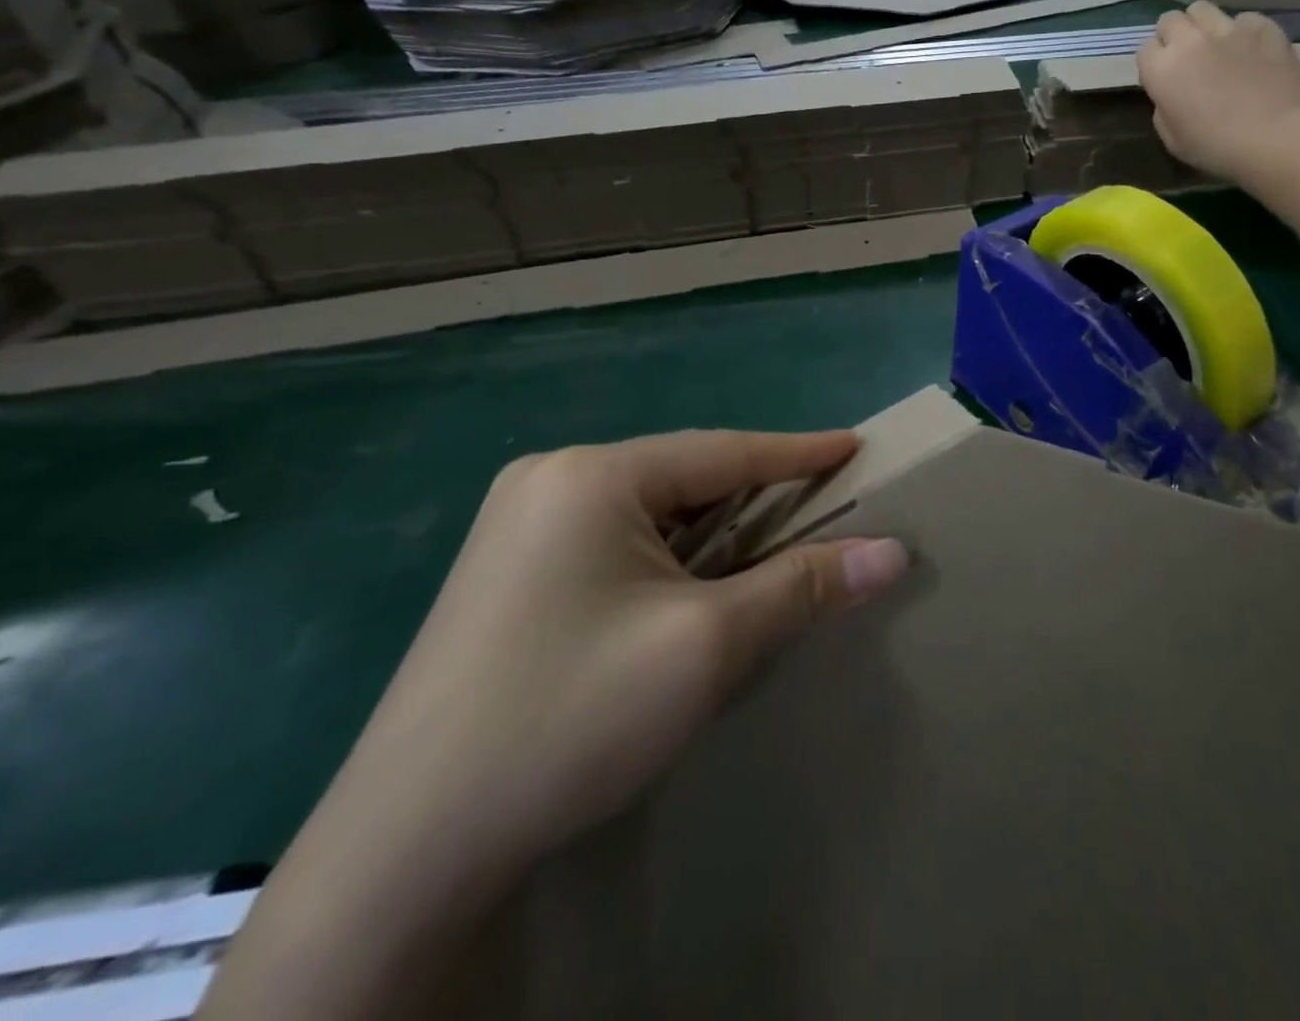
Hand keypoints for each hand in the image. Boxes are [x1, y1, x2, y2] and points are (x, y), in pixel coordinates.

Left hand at [321, 430, 907, 889]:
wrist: (407, 853)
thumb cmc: (572, 715)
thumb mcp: (708, 644)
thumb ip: (803, 586)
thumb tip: (892, 552)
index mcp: (591, 474)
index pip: (724, 450)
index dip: (798, 453)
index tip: (855, 445)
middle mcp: (550, 480)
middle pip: (684, 478)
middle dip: (756, 495)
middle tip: (823, 502)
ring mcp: (519, 526)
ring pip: (650, 512)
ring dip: (714, 530)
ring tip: (773, 541)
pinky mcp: (508, 573)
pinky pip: (616, 542)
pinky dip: (671, 557)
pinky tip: (695, 582)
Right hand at [1136, 2, 1299, 184]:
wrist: (1275, 138)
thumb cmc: (1216, 148)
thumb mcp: (1172, 140)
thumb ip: (1164, 110)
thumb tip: (1171, 96)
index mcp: (1162, 69)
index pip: (1145, 50)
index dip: (1154, 64)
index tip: (1164, 80)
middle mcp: (1189, 40)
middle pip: (1169, 20)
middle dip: (1173, 37)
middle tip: (1187, 60)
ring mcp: (1228, 29)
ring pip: (1202, 9)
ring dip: (1202, 26)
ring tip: (1215, 46)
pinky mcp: (1262, 27)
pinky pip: (1244, 19)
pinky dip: (1242, 32)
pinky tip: (1251, 52)